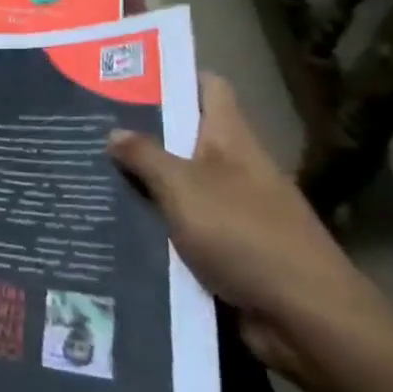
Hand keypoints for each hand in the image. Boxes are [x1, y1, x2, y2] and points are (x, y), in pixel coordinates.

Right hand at [109, 74, 392, 383]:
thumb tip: (114, 132)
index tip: (124, 72)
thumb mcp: (184, 188)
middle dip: (140, 130)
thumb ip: (146, 157)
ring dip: (140, 180)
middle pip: (184, 136)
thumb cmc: (245, 235)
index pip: (207, 88)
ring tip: (85, 169)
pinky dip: (150, 221)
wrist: (307, 319)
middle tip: (85, 123)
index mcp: (232, 140)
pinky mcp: (225, 250)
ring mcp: (232, 210)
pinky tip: (111, 220)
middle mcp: (233, 169)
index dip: (172, 75)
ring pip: (177, 183)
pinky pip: (179, 224)